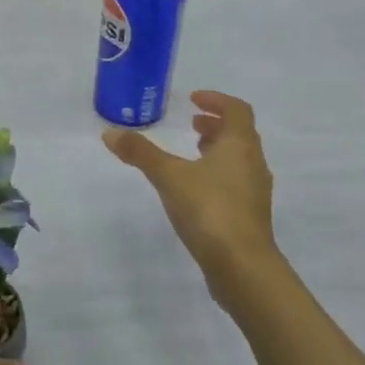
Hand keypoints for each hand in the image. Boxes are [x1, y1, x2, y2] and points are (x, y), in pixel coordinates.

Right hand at [104, 90, 278, 290]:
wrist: (242, 265)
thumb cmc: (209, 209)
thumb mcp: (169, 177)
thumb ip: (141, 153)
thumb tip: (109, 133)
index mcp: (240, 145)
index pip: (236, 110)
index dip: (216, 100)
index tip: (193, 100)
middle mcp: (253, 163)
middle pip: (240, 134)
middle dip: (216, 126)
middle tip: (192, 125)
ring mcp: (255, 191)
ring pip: (239, 160)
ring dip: (218, 151)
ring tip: (193, 154)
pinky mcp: (250, 216)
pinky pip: (236, 183)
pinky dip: (218, 175)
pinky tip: (197, 191)